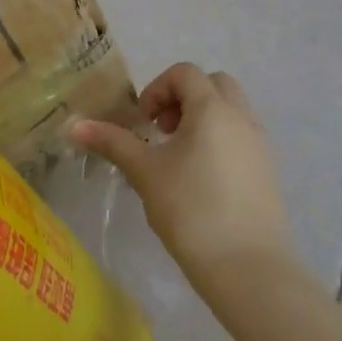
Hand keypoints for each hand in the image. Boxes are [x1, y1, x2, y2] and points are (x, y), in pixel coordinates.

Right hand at [70, 64, 287, 276]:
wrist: (247, 267)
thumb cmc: (190, 209)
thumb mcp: (144, 172)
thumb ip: (111, 142)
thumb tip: (72, 126)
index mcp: (213, 109)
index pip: (185, 73)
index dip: (157, 89)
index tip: (143, 123)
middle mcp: (242, 118)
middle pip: (213, 84)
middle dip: (183, 98)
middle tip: (162, 131)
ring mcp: (261, 145)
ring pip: (232, 111)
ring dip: (203, 119)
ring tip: (179, 157)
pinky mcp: (268, 172)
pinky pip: (242, 137)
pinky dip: (220, 141)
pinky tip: (200, 179)